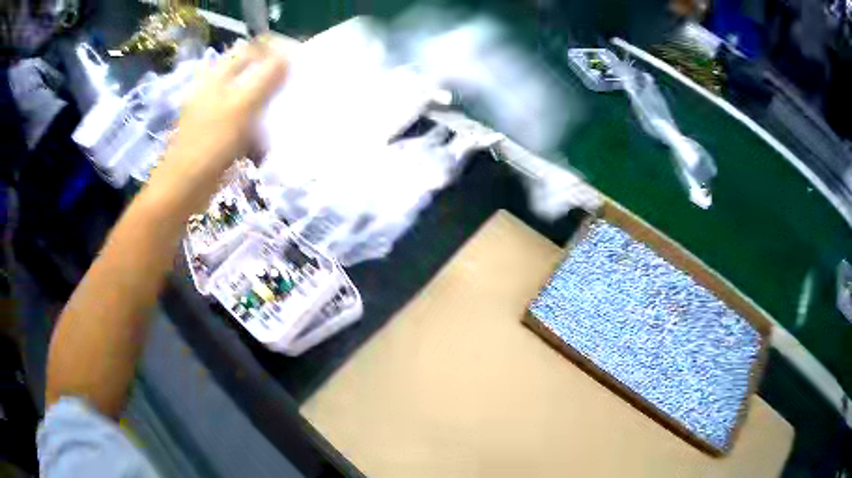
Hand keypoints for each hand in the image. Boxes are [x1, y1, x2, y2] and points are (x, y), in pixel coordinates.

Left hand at [148, 41, 286, 211]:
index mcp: (217, 77)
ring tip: (275, 125)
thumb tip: (287, 55)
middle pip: (249, 77)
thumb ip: (265, 79)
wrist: (183, 188)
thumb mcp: (242, 106)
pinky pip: (240, 125)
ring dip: (263, 112)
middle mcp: (213, 90)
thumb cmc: (210, 143)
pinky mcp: (213, 135)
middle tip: (288, 96)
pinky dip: (252, 132)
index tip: (294, 66)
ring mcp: (211, 113)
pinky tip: (260, 146)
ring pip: (246, 102)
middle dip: (270, 86)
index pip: (250, 52)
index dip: (272, 54)